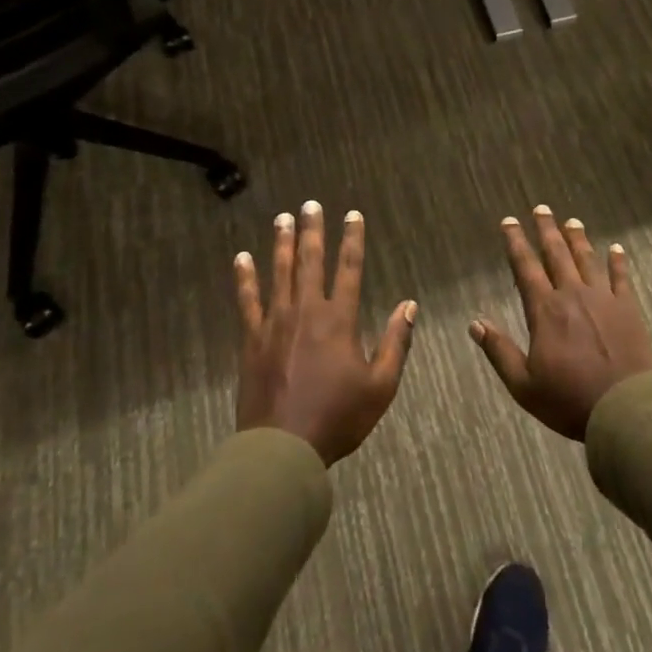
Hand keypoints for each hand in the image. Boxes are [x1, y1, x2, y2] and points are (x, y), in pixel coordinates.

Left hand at [234, 201, 415, 465]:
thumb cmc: (338, 418)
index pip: (350, 268)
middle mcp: (307, 311)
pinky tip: (241, 258)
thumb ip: (396, 343)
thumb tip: (409, 305)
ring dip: (282, 244)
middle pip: (311, 261)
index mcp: (340, 320)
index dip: (352, 239)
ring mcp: (276, 322)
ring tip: (282, 218)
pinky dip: (244, 278)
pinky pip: (247, 300)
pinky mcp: (252, 339)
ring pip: (280, 272)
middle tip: (310, 204)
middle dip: (313, 230)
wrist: (283, 447)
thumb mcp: (380, 386)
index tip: (352, 215)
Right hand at [471, 205, 651, 440]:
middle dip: (546, 230)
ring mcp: (603, 299)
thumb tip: (475, 323)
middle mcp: (573, 295)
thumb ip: (499, 351)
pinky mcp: (628, 309)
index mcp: (545, 311)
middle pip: (557, 254)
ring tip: (571, 221)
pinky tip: (616, 248)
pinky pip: (621, 278)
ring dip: (578, 239)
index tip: (509, 221)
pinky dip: (618, 261)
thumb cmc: (569, 400)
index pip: (525, 267)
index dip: (516, 242)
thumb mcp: (523, 385)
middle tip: (541, 208)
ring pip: (587, 260)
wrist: (625, 409)